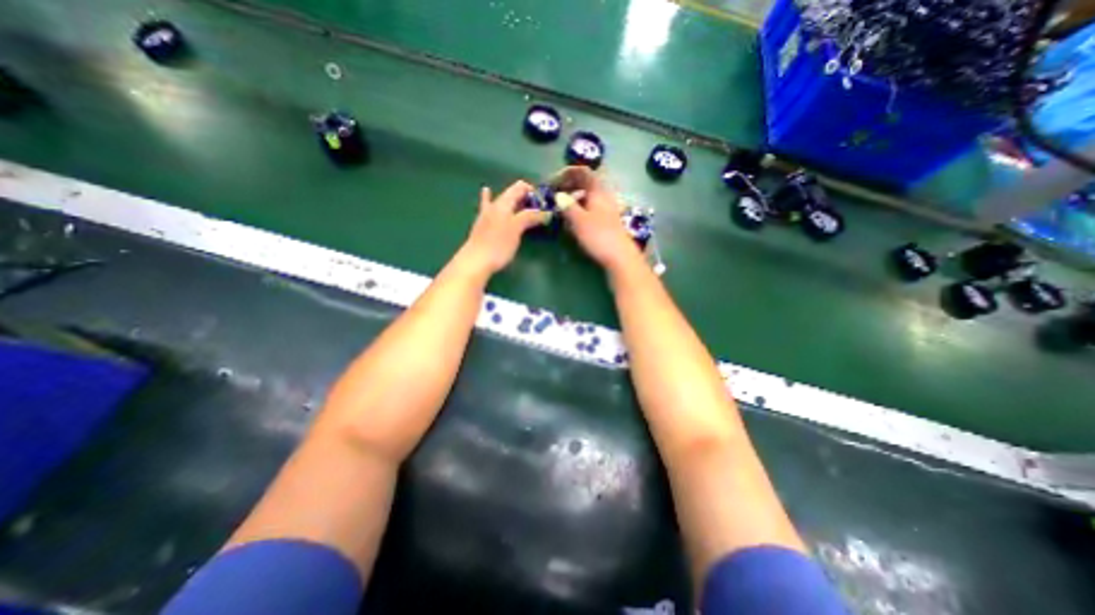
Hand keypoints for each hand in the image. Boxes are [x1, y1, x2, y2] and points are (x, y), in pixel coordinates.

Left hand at [459, 178, 552, 270]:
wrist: (475, 261)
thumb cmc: (498, 245)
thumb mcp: (517, 228)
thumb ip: (530, 217)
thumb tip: (546, 212)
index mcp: (504, 203)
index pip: (520, 187)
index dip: (533, 191)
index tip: (544, 204)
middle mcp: (495, 205)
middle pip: (512, 194)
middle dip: (527, 198)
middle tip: (539, 210)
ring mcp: (486, 214)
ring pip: (503, 202)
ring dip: (515, 202)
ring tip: (525, 205)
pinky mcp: (482, 225)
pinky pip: (489, 208)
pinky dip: (490, 200)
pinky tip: (486, 192)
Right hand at [556, 169, 643, 271]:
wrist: (620, 257)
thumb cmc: (599, 236)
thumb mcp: (579, 220)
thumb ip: (568, 206)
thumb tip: (558, 195)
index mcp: (598, 191)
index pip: (583, 172)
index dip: (566, 173)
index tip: (553, 182)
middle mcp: (604, 196)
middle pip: (586, 183)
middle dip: (569, 186)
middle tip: (554, 195)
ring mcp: (607, 208)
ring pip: (588, 197)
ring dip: (574, 199)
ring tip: (561, 209)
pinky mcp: (607, 221)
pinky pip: (591, 208)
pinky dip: (580, 209)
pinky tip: (573, 221)